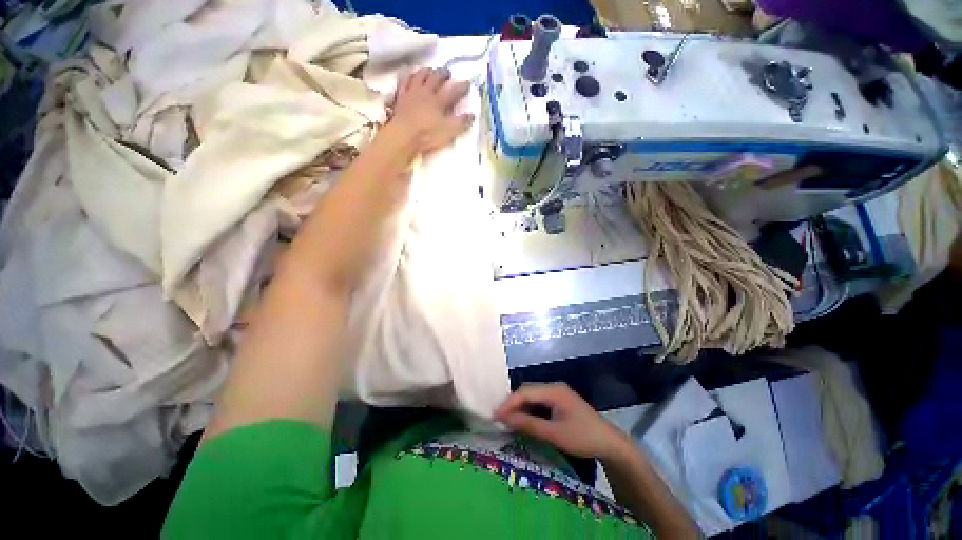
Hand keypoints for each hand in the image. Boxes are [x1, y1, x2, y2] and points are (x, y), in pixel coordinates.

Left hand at [390, 67, 473, 152]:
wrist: (403, 135)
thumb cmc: (428, 134)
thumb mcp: (449, 132)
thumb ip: (461, 123)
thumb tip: (472, 115)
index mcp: (439, 101)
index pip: (454, 91)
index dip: (462, 86)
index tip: (468, 83)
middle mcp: (426, 92)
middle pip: (436, 78)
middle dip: (443, 73)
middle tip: (448, 72)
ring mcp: (412, 93)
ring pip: (420, 75)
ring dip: (426, 71)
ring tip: (430, 70)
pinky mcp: (400, 97)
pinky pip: (404, 81)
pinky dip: (408, 75)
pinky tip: (409, 73)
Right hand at [495, 383, 630, 459]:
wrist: (610, 443)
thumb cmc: (583, 437)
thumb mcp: (554, 433)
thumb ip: (529, 424)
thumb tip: (505, 419)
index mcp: (554, 390)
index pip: (525, 392)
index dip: (508, 403)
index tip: (495, 415)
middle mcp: (554, 387)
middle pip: (527, 391)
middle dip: (512, 403)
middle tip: (499, 417)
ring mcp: (557, 393)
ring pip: (532, 396)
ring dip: (519, 406)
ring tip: (507, 419)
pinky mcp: (560, 402)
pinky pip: (539, 401)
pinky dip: (528, 409)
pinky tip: (522, 418)